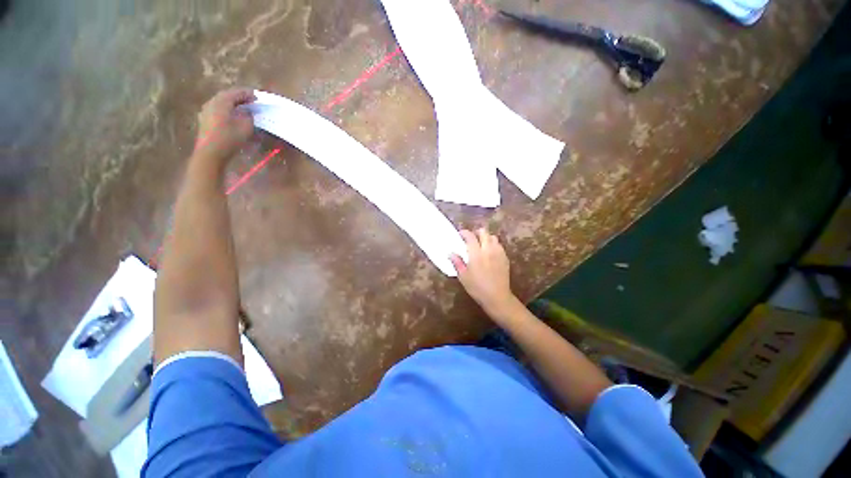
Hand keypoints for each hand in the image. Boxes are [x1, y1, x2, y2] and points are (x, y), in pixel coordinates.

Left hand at [192, 88, 255, 167]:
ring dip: (232, 103)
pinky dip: (226, 109)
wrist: (210, 153)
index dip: (247, 94)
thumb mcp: (245, 128)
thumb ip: (249, 118)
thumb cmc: (229, 139)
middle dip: (239, 97)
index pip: (236, 93)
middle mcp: (212, 103)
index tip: (257, 97)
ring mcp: (206, 111)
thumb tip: (249, 113)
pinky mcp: (204, 120)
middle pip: (226, 96)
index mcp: (221, 102)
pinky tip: (232, 115)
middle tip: (250, 100)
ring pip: (221, 102)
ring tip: (242, 108)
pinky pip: (217, 109)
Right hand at [450, 228, 518, 319]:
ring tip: (481, 245)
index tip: (460, 235)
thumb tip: (451, 253)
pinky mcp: (505, 258)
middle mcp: (488, 249)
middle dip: (476, 233)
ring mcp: (498, 253)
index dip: (464, 233)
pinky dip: (493, 245)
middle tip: (471, 239)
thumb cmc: (477, 288)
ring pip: (493, 237)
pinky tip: (489, 254)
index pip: (470, 236)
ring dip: (486, 238)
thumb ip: (457, 263)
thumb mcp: (463, 276)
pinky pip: (499, 246)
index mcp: (476, 253)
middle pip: (483, 232)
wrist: (497, 297)